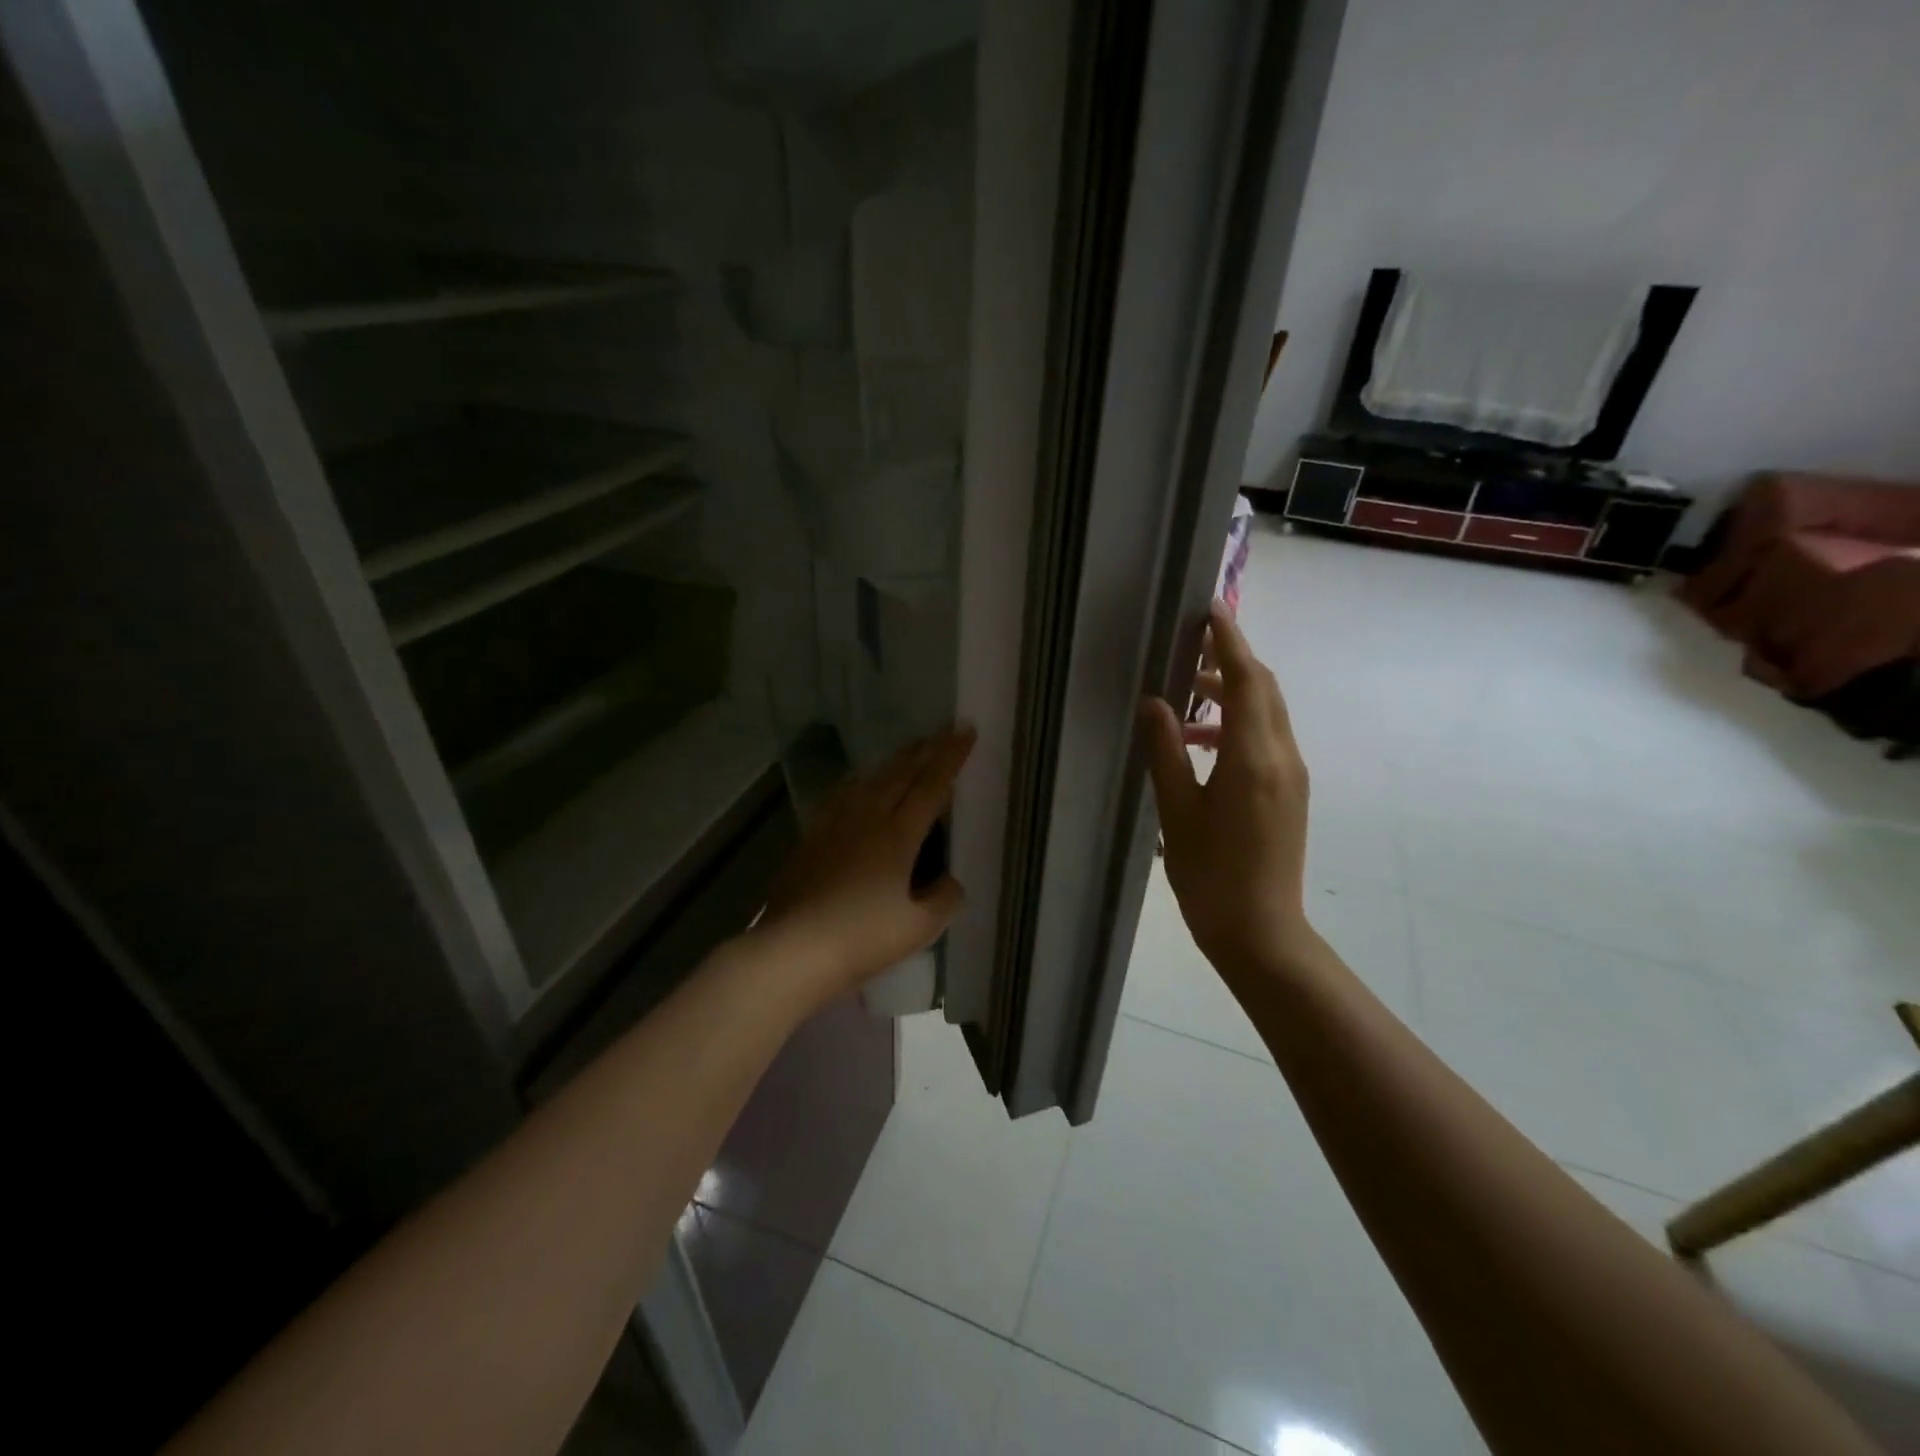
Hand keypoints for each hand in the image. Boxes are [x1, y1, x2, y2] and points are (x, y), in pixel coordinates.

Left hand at [756, 727, 974, 1002]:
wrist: (793, 949)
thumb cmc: (861, 939)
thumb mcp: (918, 928)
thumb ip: (944, 900)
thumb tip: (952, 881)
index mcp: (898, 836)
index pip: (931, 786)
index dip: (950, 758)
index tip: (965, 731)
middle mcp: (867, 819)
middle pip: (900, 774)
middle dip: (926, 750)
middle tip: (944, 731)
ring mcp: (835, 825)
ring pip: (870, 780)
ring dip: (895, 762)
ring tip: (910, 750)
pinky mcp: (812, 837)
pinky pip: (842, 795)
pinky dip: (861, 781)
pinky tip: (859, 782)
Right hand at [1139, 602, 1312, 980]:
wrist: (1261, 932)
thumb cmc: (1210, 875)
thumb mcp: (1177, 812)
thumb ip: (1166, 751)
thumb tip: (1154, 702)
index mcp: (1252, 758)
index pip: (1245, 680)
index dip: (1229, 640)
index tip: (1211, 609)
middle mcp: (1282, 756)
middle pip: (1263, 689)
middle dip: (1230, 661)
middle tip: (1189, 649)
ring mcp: (1291, 775)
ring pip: (1266, 713)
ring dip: (1231, 695)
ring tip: (1184, 702)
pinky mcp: (1289, 792)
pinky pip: (1266, 739)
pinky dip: (1237, 725)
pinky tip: (1201, 745)